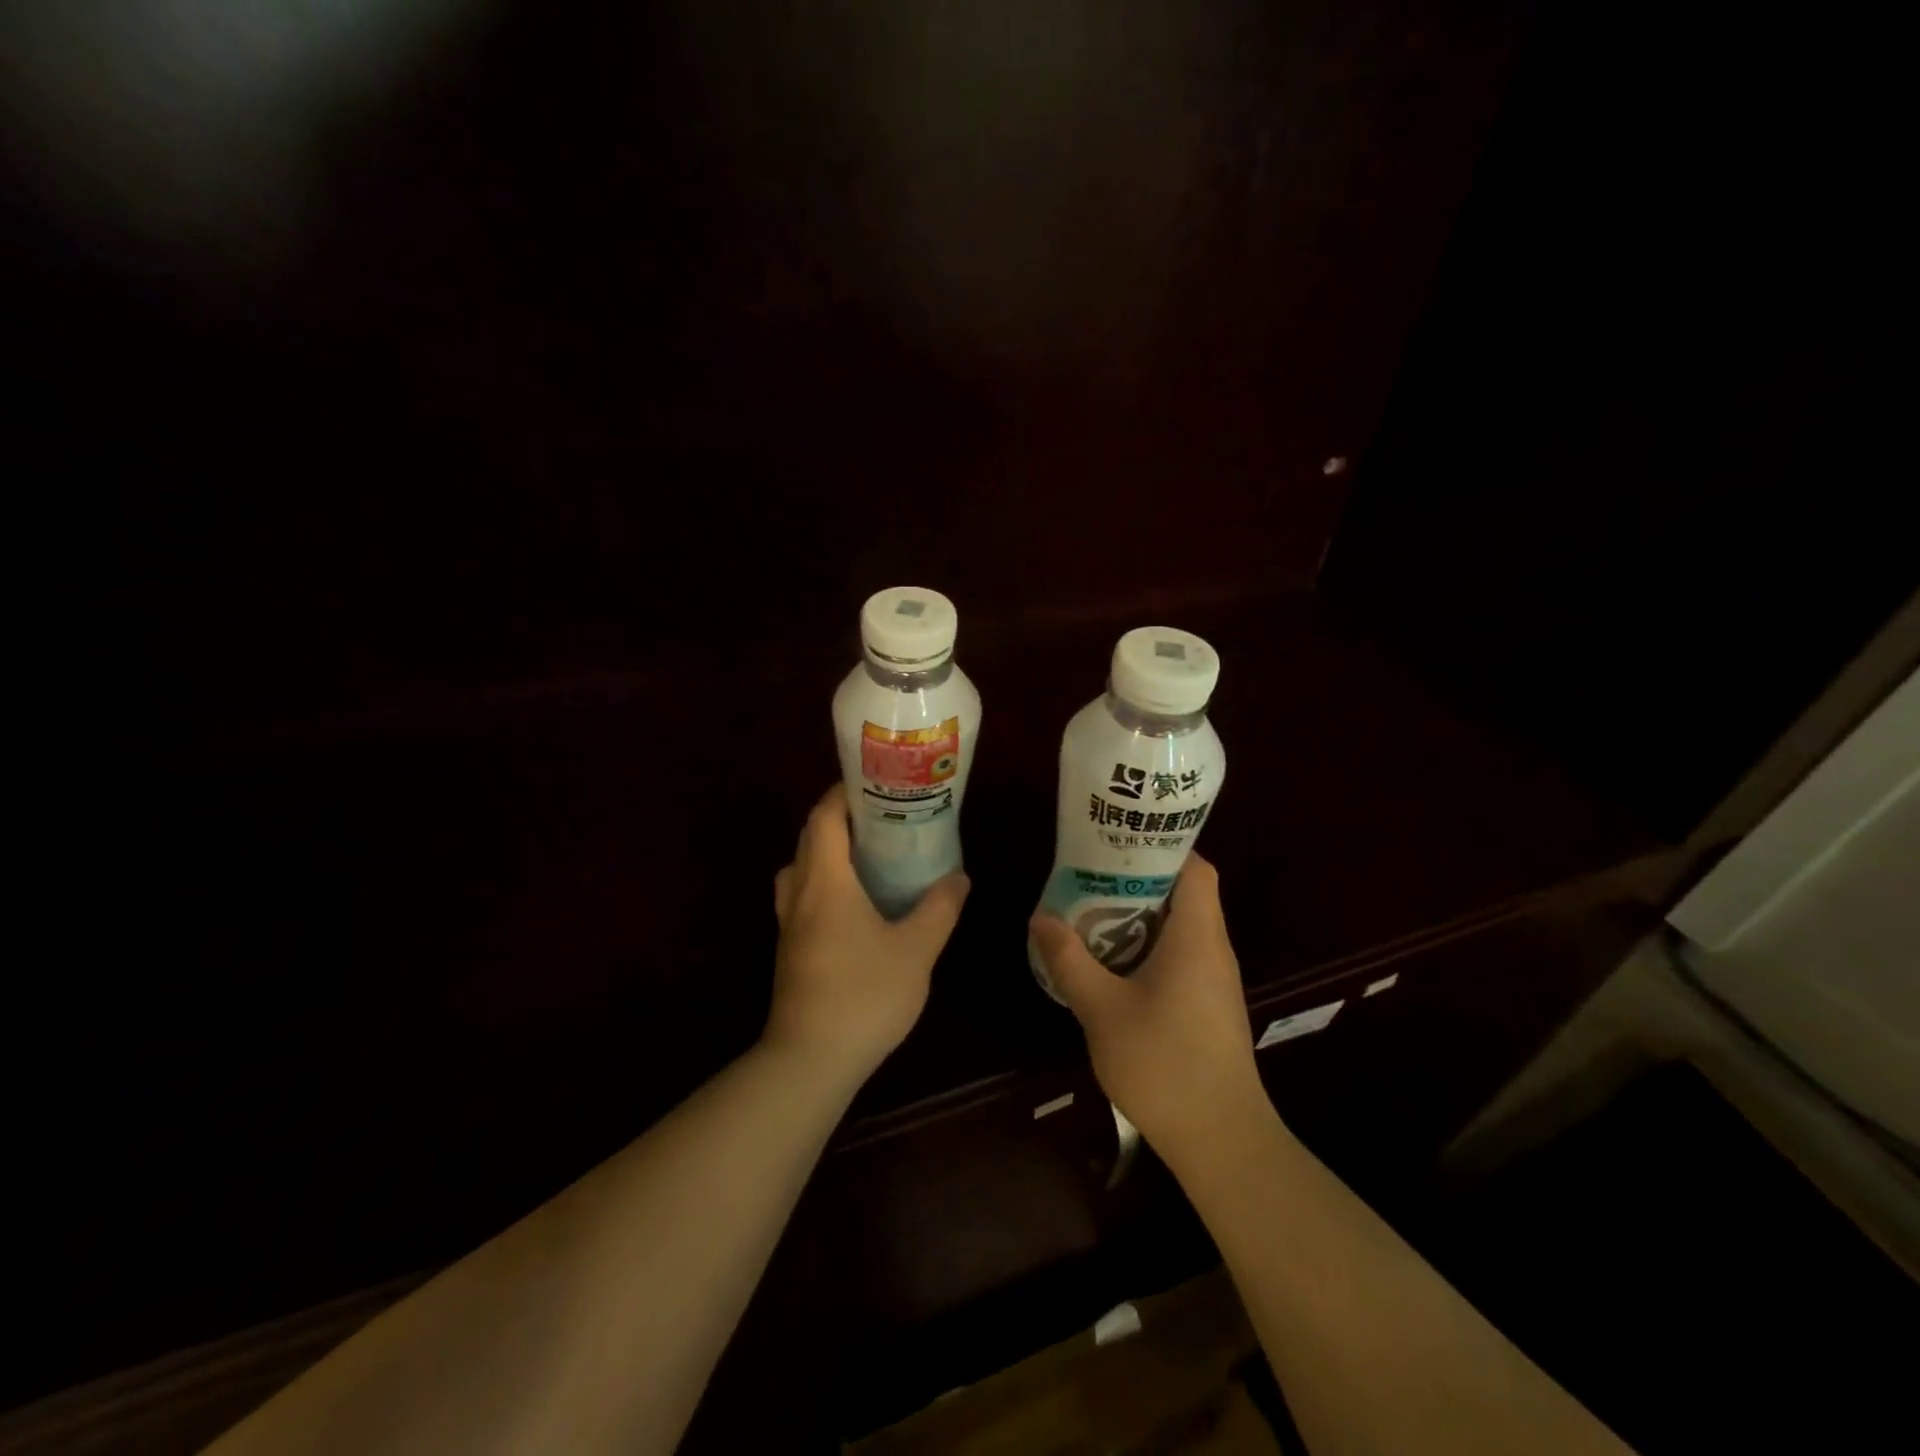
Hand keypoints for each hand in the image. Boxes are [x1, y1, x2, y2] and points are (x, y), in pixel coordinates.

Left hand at [766, 784, 969, 1087]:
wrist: (810, 1060)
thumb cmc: (864, 994)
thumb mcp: (916, 949)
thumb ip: (939, 908)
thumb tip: (959, 877)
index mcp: (826, 881)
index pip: (823, 818)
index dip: (843, 794)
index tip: (873, 784)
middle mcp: (799, 893)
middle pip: (809, 839)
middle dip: (839, 820)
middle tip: (881, 818)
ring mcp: (788, 924)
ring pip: (800, 869)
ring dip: (825, 853)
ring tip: (867, 857)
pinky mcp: (789, 950)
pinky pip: (801, 898)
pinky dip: (822, 884)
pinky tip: (854, 906)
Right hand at [1029, 854, 1265, 1155]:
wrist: (1222, 1140)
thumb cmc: (1164, 1064)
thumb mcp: (1102, 1010)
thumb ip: (1069, 960)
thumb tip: (1040, 917)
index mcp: (1197, 937)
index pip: (1196, 868)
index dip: (1162, 848)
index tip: (1118, 843)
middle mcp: (1214, 950)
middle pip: (1185, 894)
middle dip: (1138, 881)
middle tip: (1090, 875)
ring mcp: (1216, 980)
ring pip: (1181, 928)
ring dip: (1140, 917)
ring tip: (1092, 913)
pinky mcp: (1210, 1006)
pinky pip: (1181, 957)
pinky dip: (1148, 947)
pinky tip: (1112, 964)